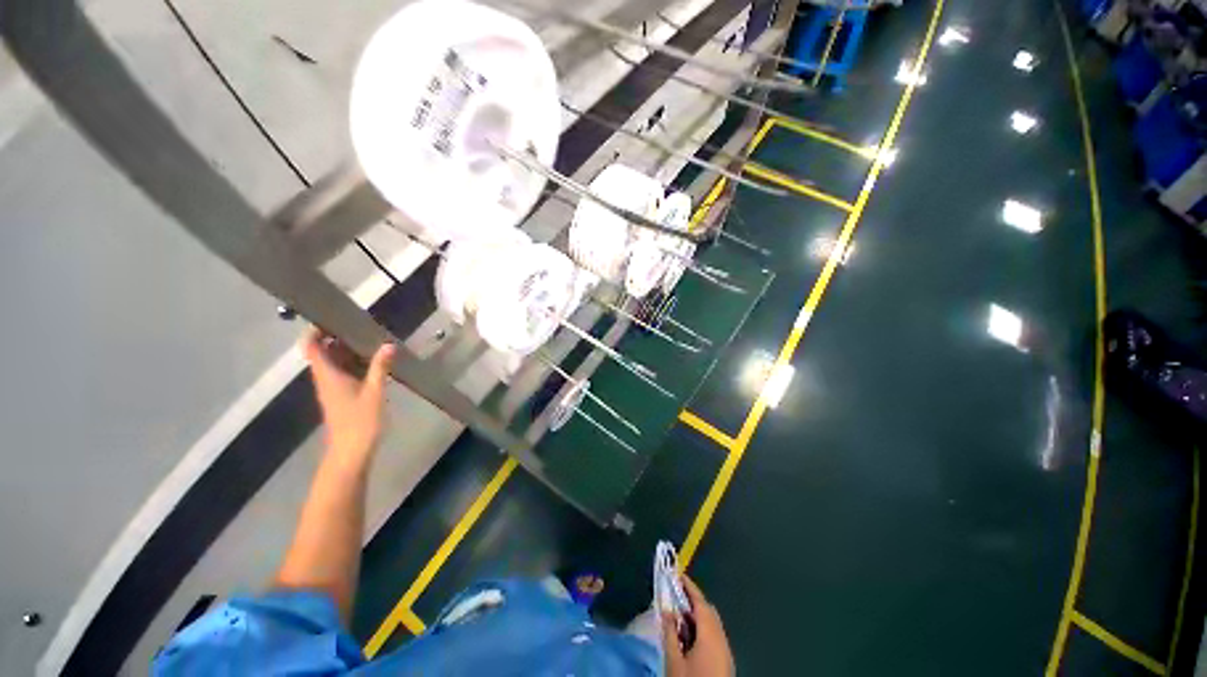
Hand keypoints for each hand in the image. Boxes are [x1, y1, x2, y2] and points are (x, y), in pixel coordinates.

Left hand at [302, 328, 394, 458]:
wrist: (351, 451)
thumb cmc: (360, 421)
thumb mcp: (374, 392)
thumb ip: (379, 368)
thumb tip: (387, 345)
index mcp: (328, 375)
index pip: (312, 347)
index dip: (315, 330)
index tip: (332, 317)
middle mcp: (325, 379)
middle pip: (323, 352)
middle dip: (337, 337)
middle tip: (360, 325)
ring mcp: (332, 388)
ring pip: (334, 362)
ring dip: (347, 350)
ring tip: (371, 339)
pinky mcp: (341, 396)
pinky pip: (343, 372)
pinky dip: (354, 363)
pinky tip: (373, 361)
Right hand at [662, 576, 734, 676]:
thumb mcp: (674, 660)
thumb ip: (670, 632)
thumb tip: (666, 610)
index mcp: (710, 634)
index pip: (700, 602)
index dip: (689, 587)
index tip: (677, 574)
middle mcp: (721, 638)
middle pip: (708, 611)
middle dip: (692, 601)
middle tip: (675, 596)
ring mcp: (726, 651)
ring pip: (712, 624)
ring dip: (696, 616)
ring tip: (678, 618)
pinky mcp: (725, 662)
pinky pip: (714, 636)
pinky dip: (701, 629)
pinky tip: (688, 638)